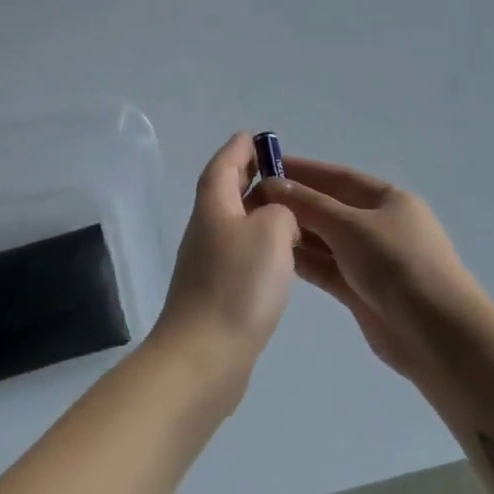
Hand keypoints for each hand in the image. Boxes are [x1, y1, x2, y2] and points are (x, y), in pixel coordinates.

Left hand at [152, 134, 299, 374]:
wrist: (204, 356)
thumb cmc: (238, 285)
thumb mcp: (271, 231)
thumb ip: (280, 211)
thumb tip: (276, 218)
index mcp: (214, 206)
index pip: (224, 165)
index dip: (240, 149)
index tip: (256, 137)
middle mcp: (206, 229)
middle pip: (225, 191)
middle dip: (248, 176)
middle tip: (277, 169)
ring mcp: (207, 264)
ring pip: (234, 223)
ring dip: (256, 211)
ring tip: (289, 210)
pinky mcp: (216, 293)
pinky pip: (240, 254)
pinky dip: (259, 244)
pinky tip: (280, 258)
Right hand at [258, 158, 486, 379]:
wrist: (437, 334)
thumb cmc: (397, 264)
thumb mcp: (351, 226)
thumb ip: (309, 204)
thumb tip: (272, 184)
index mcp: (388, 199)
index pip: (338, 177)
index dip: (302, 170)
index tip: (265, 166)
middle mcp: (379, 225)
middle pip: (329, 207)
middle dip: (294, 202)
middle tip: (251, 200)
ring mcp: (370, 259)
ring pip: (325, 239)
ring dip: (295, 232)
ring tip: (255, 226)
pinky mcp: (360, 290)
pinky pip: (326, 267)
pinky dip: (304, 260)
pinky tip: (274, 254)